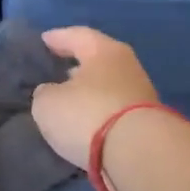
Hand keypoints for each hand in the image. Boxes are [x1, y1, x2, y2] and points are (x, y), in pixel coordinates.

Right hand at [32, 28, 160, 167]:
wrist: (137, 154)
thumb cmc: (87, 115)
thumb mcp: (48, 103)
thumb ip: (45, 93)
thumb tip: (51, 92)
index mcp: (104, 51)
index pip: (78, 36)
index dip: (58, 38)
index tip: (44, 40)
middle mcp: (127, 67)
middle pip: (98, 61)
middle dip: (77, 66)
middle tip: (57, 71)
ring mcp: (141, 96)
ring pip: (107, 87)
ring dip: (89, 93)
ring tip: (68, 102)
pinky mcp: (146, 124)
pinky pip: (113, 111)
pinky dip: (98, 114)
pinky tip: (84, 124)